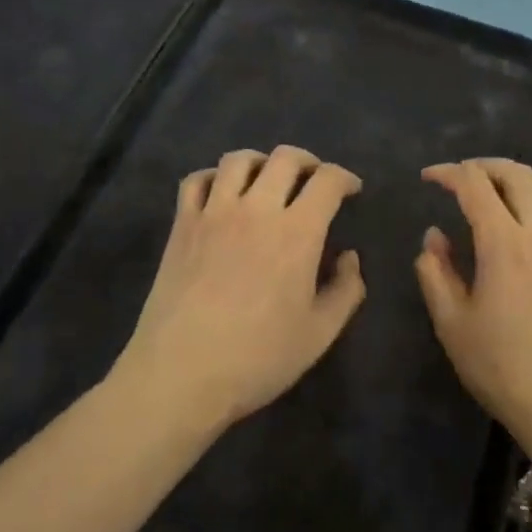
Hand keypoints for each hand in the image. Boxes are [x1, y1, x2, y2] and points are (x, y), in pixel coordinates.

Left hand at [116, 146, 366, 431]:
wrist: (181, 374)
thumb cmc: (257, 359)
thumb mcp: (319, 334)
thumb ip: (346, 290)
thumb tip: (349, 256)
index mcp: (297, 232)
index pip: (327, 180)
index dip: (344, 177)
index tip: (350, 189)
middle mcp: (256, 209)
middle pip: (285, 158)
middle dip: (307, 161)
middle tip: (313, 180)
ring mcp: (214, 212)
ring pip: (238, 160)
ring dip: (260, 162)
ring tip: (266, 180)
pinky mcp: (182, 224)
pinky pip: (196, 180)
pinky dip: (213, 177)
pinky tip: (220, 193)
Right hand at [415, 159, 531, 454]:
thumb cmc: (503, 368)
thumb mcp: (452, 324)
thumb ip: (435, 273)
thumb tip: (434, 236)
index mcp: (503, 241)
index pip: (473, 184)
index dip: (448, 173)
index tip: (429, 178)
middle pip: (516, 173)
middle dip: (484, 166)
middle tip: (462, 178)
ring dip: (520, 185)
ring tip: (500, 201)